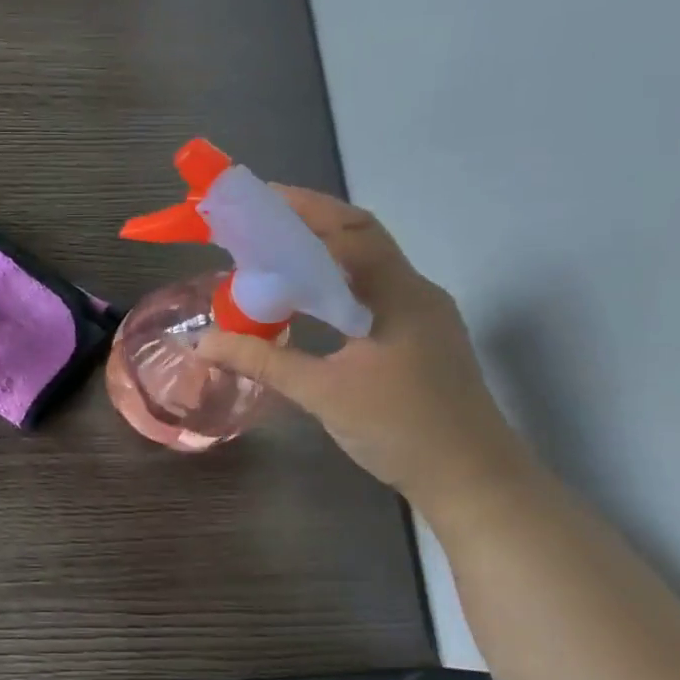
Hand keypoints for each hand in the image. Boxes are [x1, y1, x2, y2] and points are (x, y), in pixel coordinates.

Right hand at [198, 188, 527, 514]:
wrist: (473, 479)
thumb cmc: (401, 429)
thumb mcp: (323, 393)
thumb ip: (263, 362)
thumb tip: (205, 341)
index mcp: (399, 293)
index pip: (349, 232)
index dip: (304, 210)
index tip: (259, 200)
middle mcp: (415, 291)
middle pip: (361, 238)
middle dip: (312, 221)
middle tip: (262, 217)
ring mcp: (421, 314)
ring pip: (367, 266)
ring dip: (324, 252)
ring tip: (276, 251)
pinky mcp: (418, 337)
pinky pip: (371, 293)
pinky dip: (336, 284)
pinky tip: (308, 301)